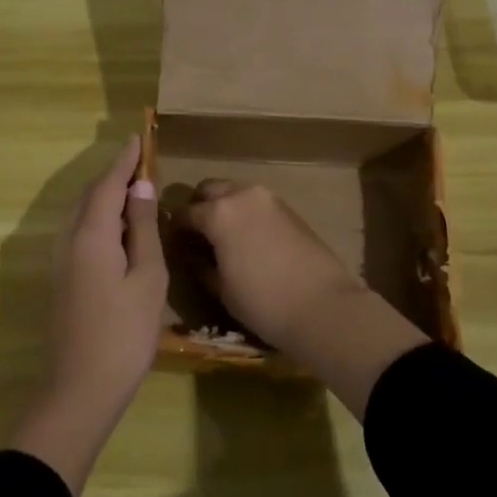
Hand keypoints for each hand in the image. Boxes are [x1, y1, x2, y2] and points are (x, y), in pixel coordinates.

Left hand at [10, 135, 165, 495]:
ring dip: (105, 197)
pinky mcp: (62, 279)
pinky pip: (80, 232)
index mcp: (90, 234)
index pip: (107, 183)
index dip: (124, 160)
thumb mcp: (146, 278)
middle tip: (141, 162)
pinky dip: (99, 218)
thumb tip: (140, 187)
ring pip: (82, 214)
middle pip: (90, 195)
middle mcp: (68, 239)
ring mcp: (61, 261)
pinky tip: (118, 230)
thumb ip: (142, 229)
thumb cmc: (123, 333)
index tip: (138, 137)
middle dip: (114, 175)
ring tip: (134, 190)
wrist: (79, 389)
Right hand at [182, 179, 428, 418]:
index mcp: (218, 213)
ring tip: (222, 236)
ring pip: (235, 191)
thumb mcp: (222, 289)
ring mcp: (269, 198)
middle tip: (196, 235)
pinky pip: (256, 203)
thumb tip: (192, 255)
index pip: (184, 212)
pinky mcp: (289, 209)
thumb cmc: (263, 302)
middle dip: (199, 207)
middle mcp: (242, 195)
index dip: (175, 228)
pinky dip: (245, 212)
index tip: (173, 243)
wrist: (323, 307)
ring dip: (223, 206)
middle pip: (209, 189)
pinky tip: (247, 238)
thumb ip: (201, 265)